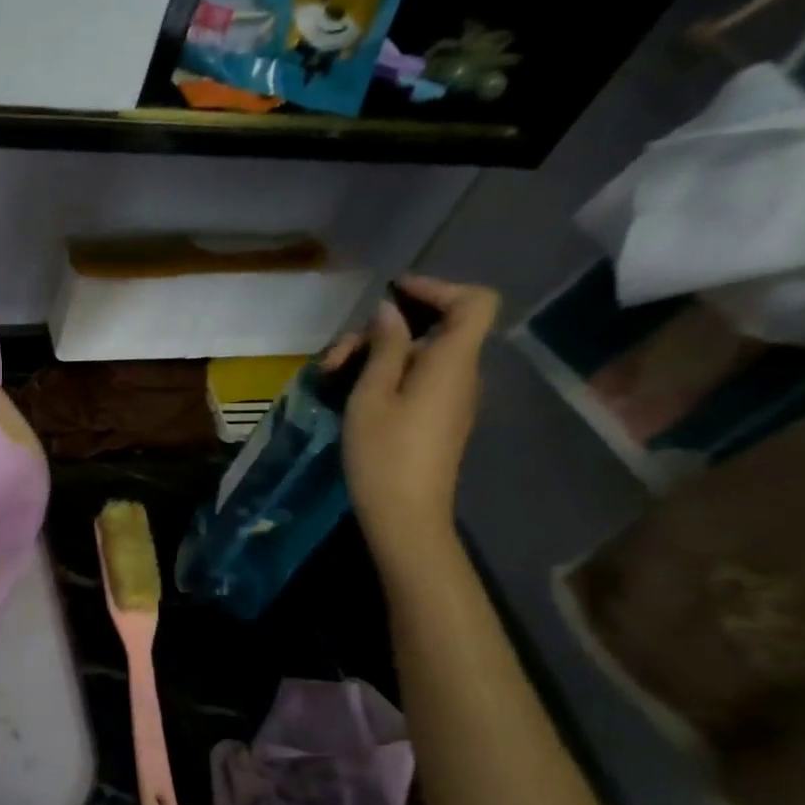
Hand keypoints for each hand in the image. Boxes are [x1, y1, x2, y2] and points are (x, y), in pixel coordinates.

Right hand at [334, 276, 499, 569]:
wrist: (405, 516)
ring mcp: (450, 398)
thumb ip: (385, 347)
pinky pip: (416, 378)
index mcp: (451, 362)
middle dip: (382, 330)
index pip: (474, 302)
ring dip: (375, 355)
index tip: (393, 293)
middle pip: (434, 328)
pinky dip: (385, 375)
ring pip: (418, 354)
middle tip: (335, 355)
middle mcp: (460, 374)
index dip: (438, 287)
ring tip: (330, 375)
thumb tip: (390, 311)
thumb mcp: (372, 395)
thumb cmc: (384, 453)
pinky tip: (348, 392)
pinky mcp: (436, 418)